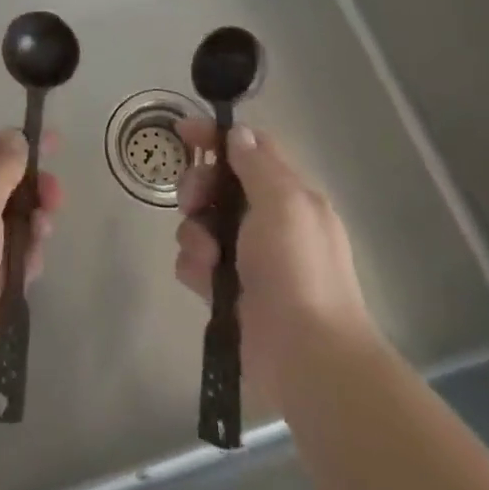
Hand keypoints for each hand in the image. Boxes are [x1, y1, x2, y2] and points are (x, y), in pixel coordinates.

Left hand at [0, 131, 63, 401]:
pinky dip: (28, 255)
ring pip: (15, 220)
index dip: (20, 143)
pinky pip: (15, 256)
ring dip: (34, 222)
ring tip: (42, 234)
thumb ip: (3, 165)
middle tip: (55, 198)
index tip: (56, 143)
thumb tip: (17, 139)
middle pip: (6, 183)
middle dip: (33, 186)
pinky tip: (31, 266)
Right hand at [173, 122, 376, 394]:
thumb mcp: (283, 203)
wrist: (307, 357)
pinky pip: (195, 262)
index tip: (181, 132)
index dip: (217, 137)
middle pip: (219, 184)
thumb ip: (257, 164)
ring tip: (208, 257)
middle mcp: (269, 222)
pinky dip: (195, 267)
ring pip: (201, 224)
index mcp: (291, 197)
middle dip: (199, 187)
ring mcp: (247, 258)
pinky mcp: (227, 290)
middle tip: (192, 202)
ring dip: (195, 233)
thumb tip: (238, 135)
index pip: (251, 149)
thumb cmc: (297, 269)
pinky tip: (205, 281)